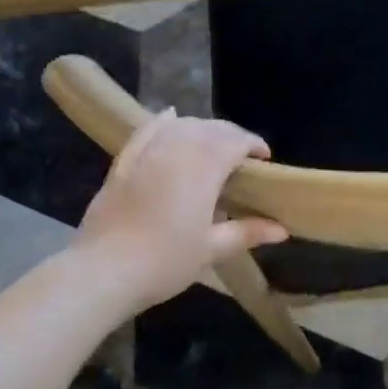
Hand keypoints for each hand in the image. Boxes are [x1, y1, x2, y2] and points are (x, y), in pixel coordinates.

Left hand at [76, 109, 286, 307]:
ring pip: (180, 126)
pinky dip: (162, 122)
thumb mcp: (212, 249)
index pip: (235, 141)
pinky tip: (170, 118)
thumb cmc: (166, 261)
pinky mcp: (123, 163)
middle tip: (244, 157)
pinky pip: (146, 131)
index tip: (265, 159)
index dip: (253, 145)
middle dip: (231, 136)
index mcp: (203, 168)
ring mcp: (146, 154)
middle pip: (209, 128)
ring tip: (213, 145)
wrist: (104, 271)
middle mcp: (176, 150)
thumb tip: (283, 229)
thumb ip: (247, 232)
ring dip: (202, 129)